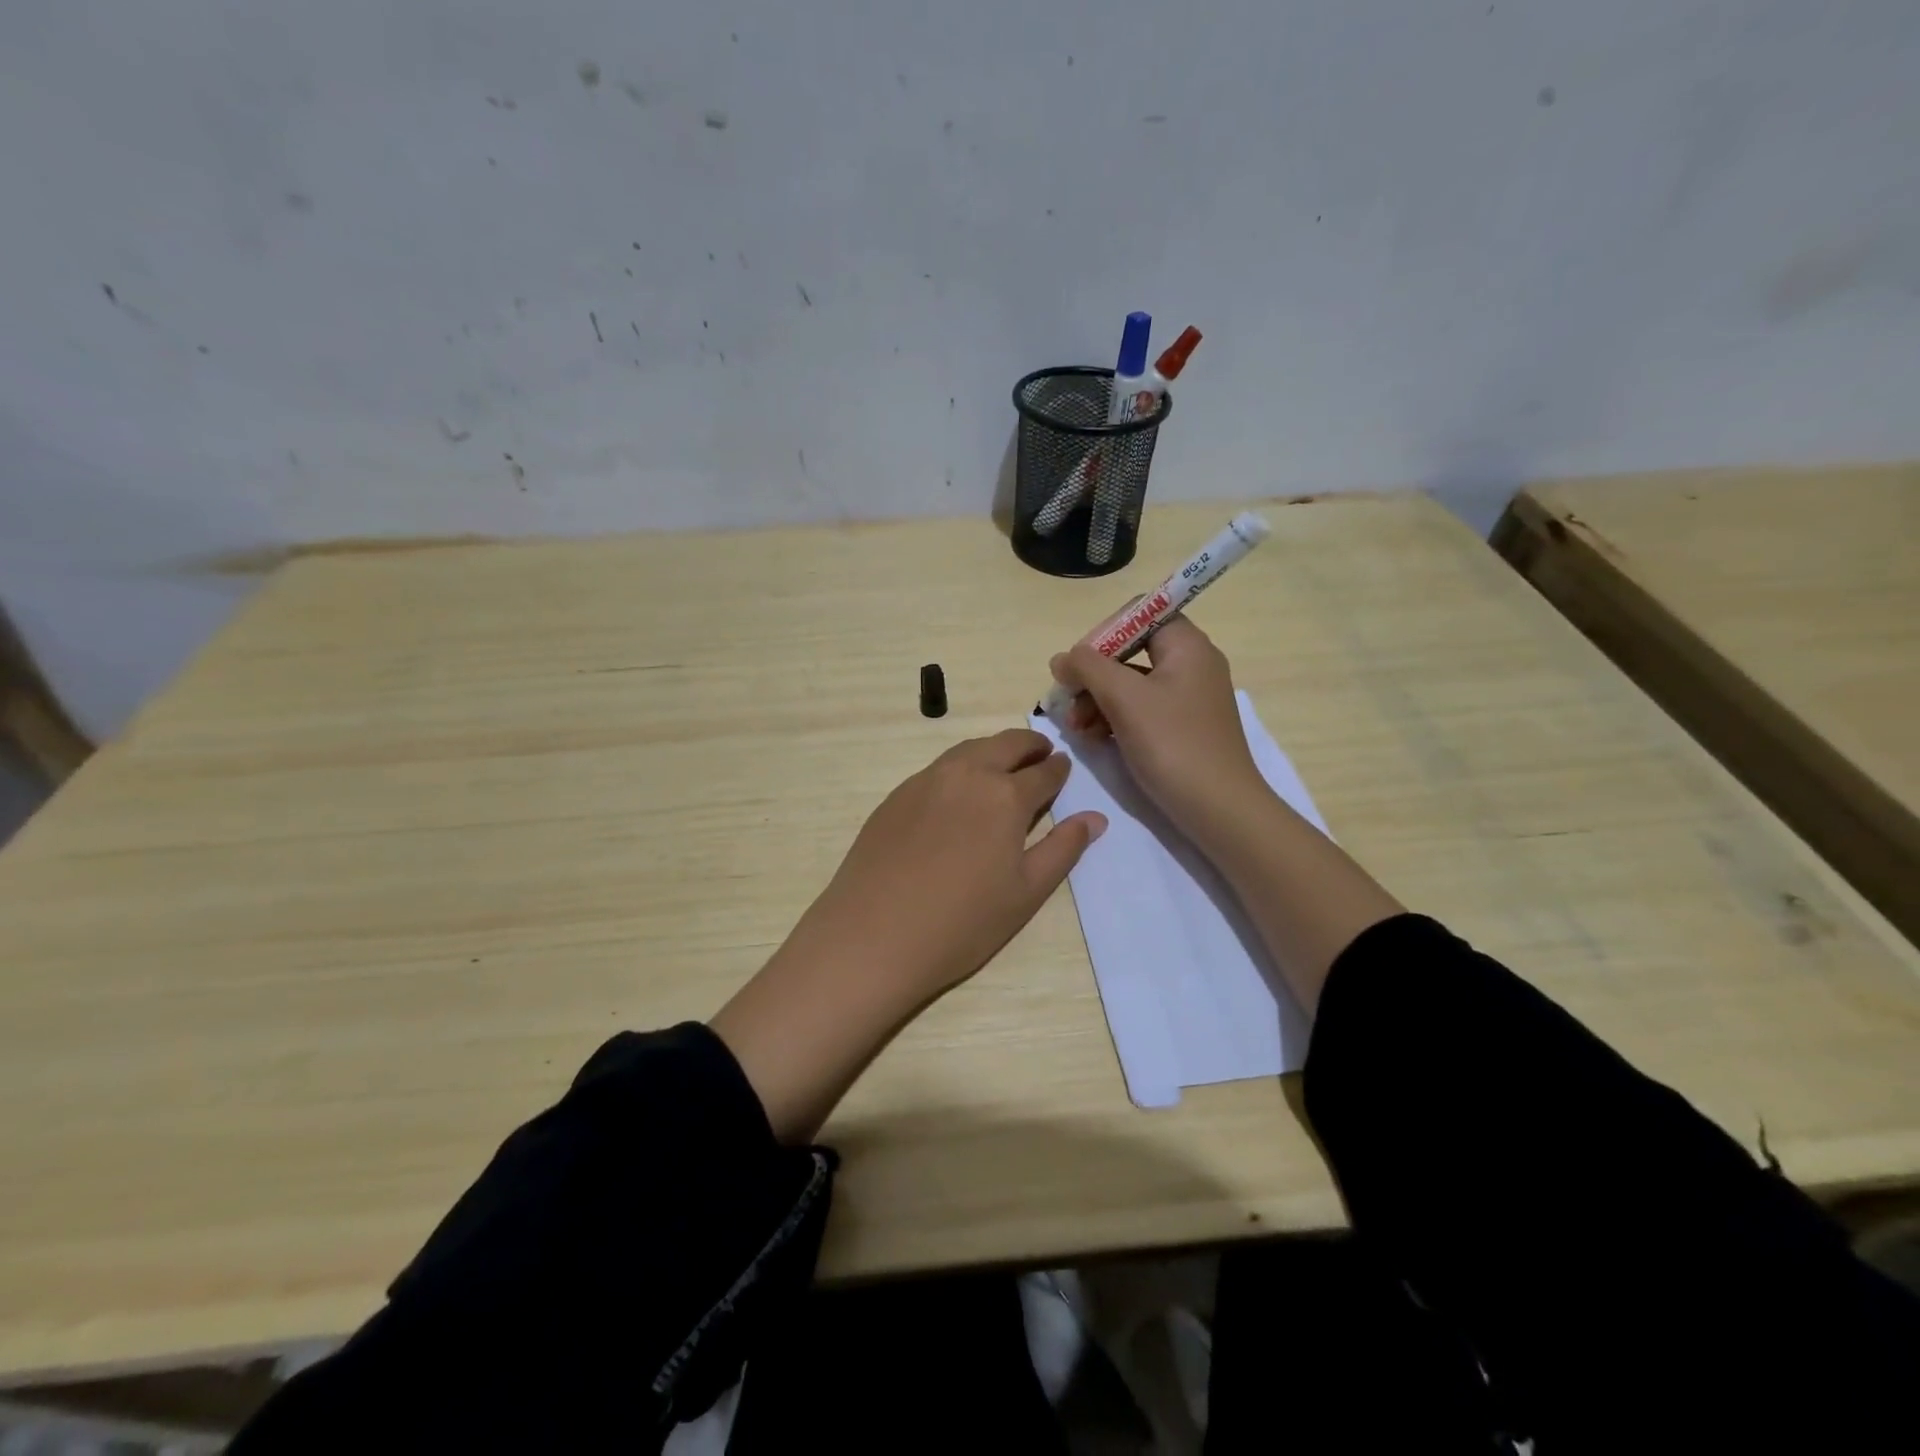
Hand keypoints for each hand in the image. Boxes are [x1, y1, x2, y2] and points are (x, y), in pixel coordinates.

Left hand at [793, 728, 1105, 1002]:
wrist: (873, 936)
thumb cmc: (962, 923)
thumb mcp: (1026, 893)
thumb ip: (1063, 849)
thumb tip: (1095, 818)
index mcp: (1005, 796)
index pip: (1043, 772)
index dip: (1058, 769)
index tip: (1064, 767)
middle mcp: (966, 774)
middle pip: (1005, 745)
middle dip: (1029, 745)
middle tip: (1041, 752)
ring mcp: (925, 781)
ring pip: (969, 749)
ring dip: (993, 750)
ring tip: (1004, 764)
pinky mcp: (896, 795)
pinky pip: (938, 767)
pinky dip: (960, 766)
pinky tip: (959, 790)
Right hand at [1049, 617, 1267, 846]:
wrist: (1219, 810)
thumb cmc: (1173, 744)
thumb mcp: (1124, 699)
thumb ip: (1088, 668)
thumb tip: (1062, 658)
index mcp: (1187, 646)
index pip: (1140, 614)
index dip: (1105, 632)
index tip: (1079, 664)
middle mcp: (1191, 665)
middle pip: (1130, 651)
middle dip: (1093, 675)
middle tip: (1065, 701)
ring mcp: (1187, 699)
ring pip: (1131, 685)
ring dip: (1096, 700)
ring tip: (1074, 728)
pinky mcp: (1181, 728)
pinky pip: (1141, 710)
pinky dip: (1114, 719)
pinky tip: (1092, 738)